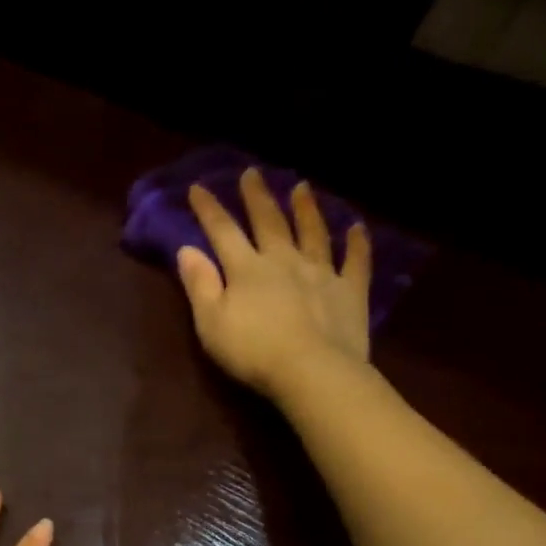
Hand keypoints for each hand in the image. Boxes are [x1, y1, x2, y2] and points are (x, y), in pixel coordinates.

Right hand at [176, 168, 372, 399]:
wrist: (311, 372)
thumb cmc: (252, 351)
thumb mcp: (210, 322)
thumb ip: (200, 284)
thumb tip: (187, 249)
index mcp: (247, 269)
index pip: (223, 231)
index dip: (209, 209)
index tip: (198, 187)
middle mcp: (284, 260)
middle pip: (269, 222)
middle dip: (257, 197)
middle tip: (252, 173)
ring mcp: (321, 273)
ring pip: (313, 232)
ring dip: (306, 209)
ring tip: (301, 187)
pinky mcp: (350, 291)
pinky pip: (355, 261)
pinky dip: (357, 243)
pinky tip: (358, 227)